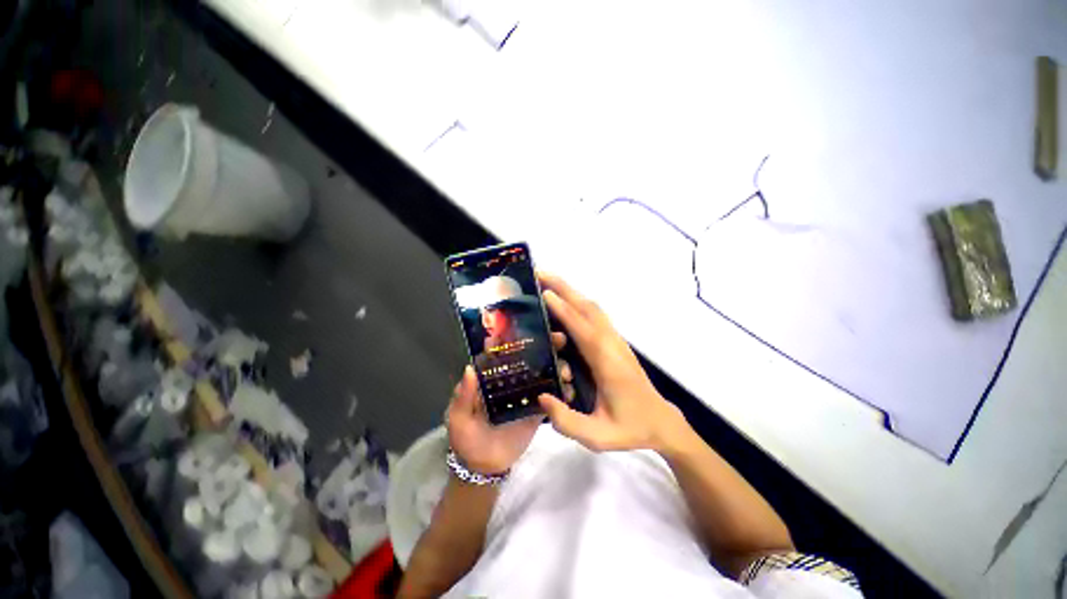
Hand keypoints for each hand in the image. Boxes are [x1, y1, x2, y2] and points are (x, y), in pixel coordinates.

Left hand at [447, 333, 574, 472]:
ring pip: (544, 372)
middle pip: (529, 356)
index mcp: (492, 377)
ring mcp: (527, 392)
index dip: (516, 337)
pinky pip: (552, 396)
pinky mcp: (538, 408)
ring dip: (557, 366)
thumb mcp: (458, 418)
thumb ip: (463, 395)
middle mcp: (511, 379)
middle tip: (560, 339)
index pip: (503, 351)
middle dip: (545, 345)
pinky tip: (570, 387)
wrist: (485, 467)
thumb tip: (469, 368)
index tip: (531, 326)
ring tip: (566, 370)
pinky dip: (562, 390)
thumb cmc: (467, 439)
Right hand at [536, 271, 686, 452]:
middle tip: (540, 273)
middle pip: (589, 309)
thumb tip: (541, 397)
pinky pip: (595, 315)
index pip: (584, 330)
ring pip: (593, 308)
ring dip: (571, 291)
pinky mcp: (615, 341)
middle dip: (565, 288)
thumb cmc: (630, 428)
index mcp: (608, 365)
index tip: (544, 293)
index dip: (564, 311)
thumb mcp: (598, 437)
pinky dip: (578, 301)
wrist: (661, 421)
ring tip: (548, 280)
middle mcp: (612, 345)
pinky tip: (566, 300)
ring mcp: (616, 340)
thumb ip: (567, 422)